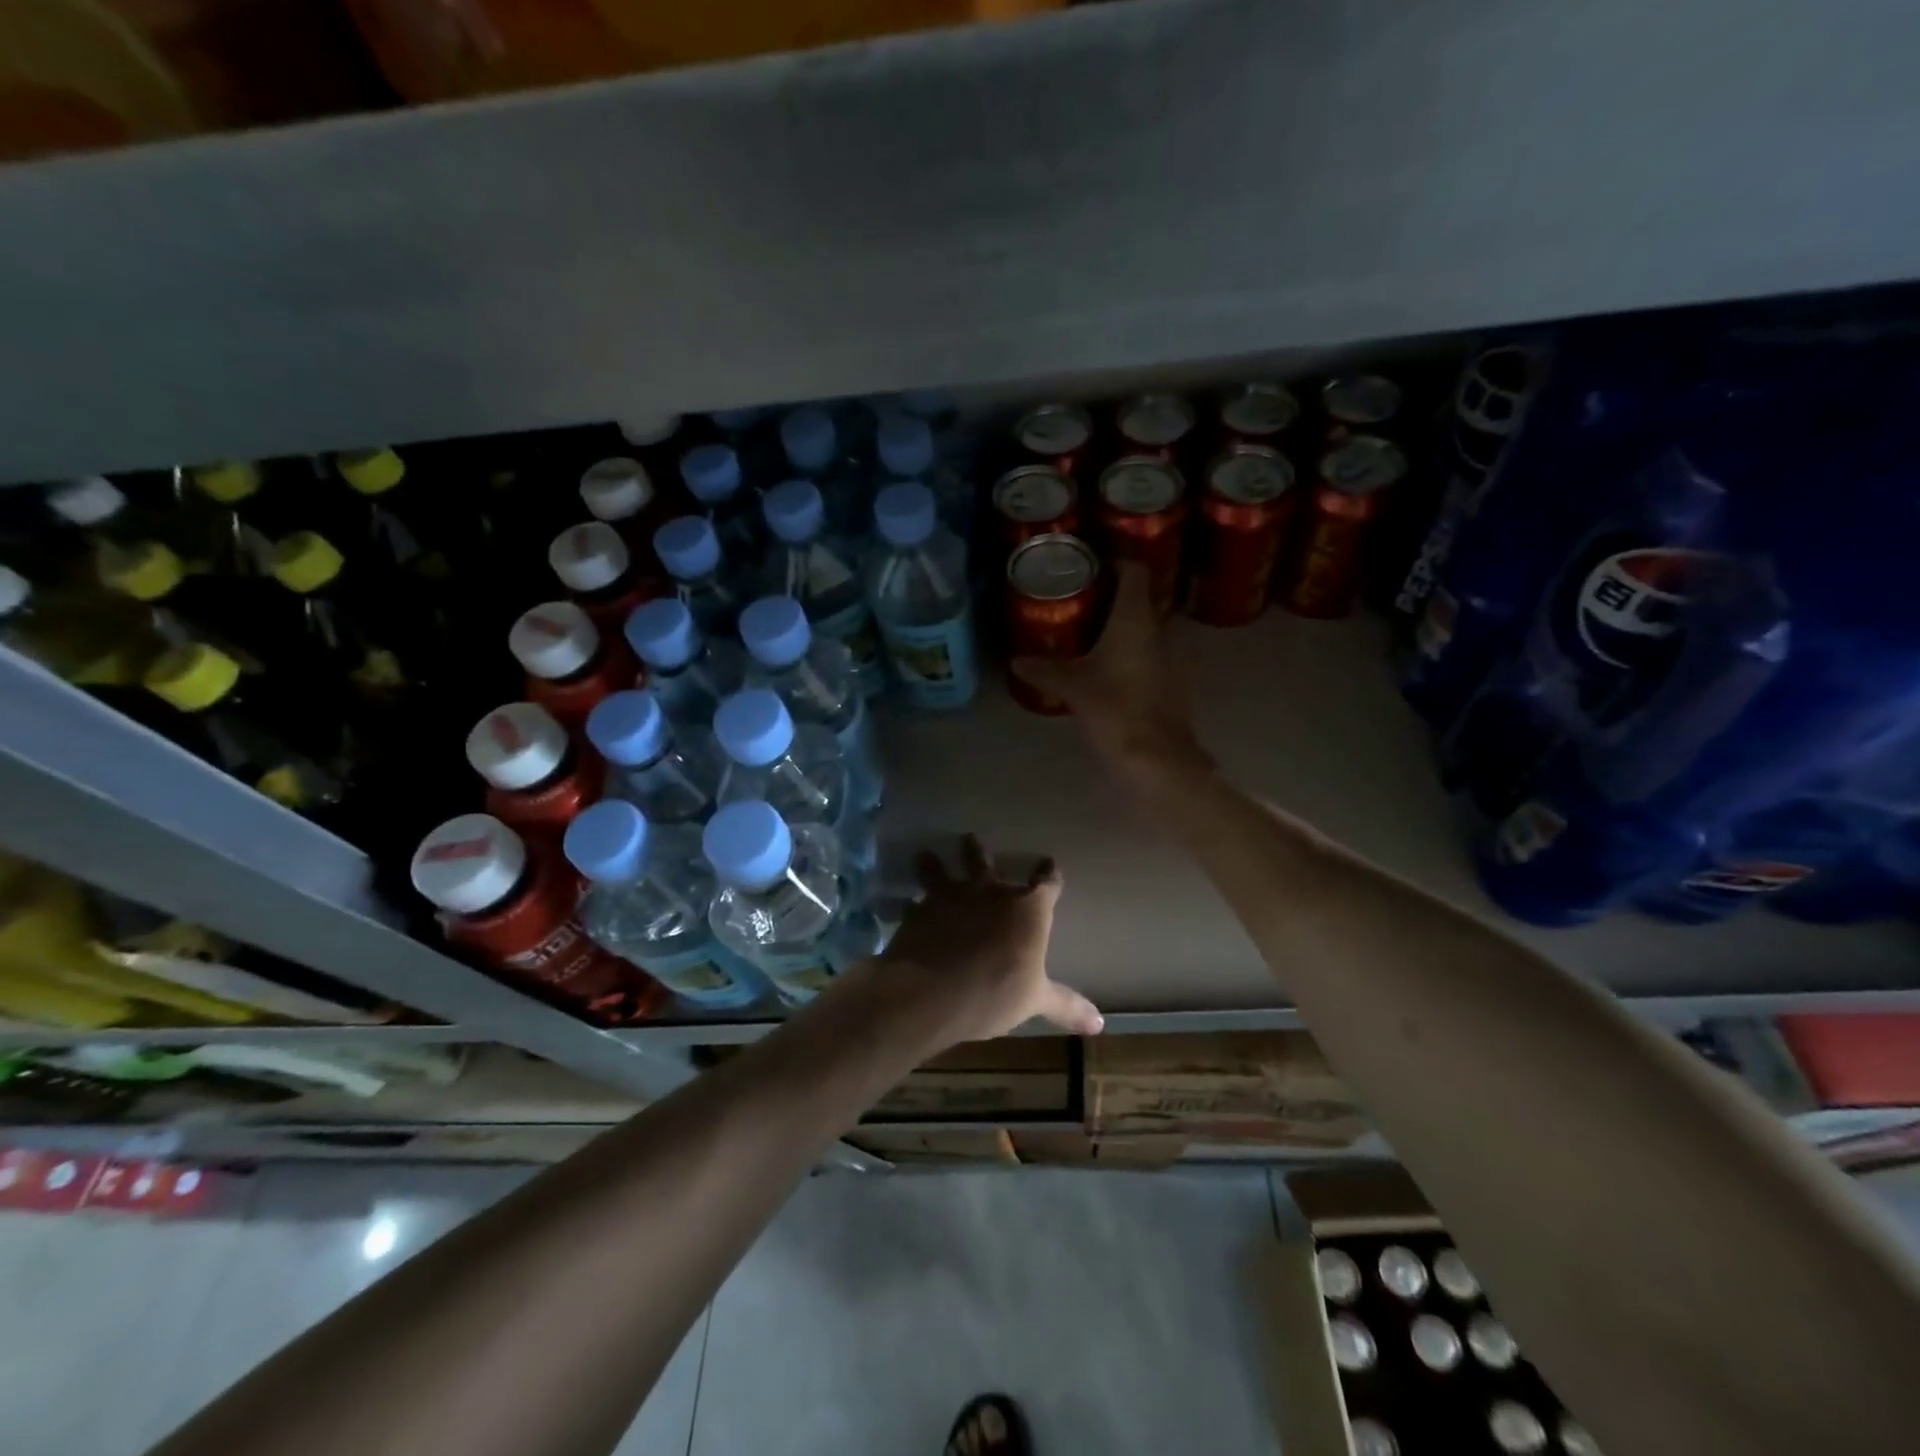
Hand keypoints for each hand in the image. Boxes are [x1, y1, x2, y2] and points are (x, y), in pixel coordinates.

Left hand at [869, 834, 1101, 1045]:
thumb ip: (1066, 1006)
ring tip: (926, 855)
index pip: (1046, 884)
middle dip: (979, 854)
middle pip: (986, 865)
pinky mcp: (920, 910)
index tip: (1050, 865)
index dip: (1049, 875)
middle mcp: (990, 893)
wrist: (932, 992)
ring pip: (944, 872)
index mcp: (1027, 910)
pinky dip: (912, 903)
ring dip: (936, 864)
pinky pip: (915, 902)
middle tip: (970, 839)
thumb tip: (1100, 1024)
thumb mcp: (1035, 1000)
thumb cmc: (995, 993)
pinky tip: (906, 904)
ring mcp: (951, 897)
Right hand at [1010, 561, 1211, 781]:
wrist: (1157, 757)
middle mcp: (1162, 628)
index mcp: (1136, 618)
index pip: (1135, 570)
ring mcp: (1176, 654)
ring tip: (1102, 633)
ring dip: (1133, 625)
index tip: (1092, 569)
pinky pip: (1160, 651)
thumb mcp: (1073, 689)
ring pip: (1154, 625)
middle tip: (1089, 603)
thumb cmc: (1114, 710)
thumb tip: (1015, 661)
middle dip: (1120, 597)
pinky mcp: (1179, 678)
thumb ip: (1044, 671)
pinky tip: (1120, 665)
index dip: (1116, 563)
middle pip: (1145, 597)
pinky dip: (1142, 650)